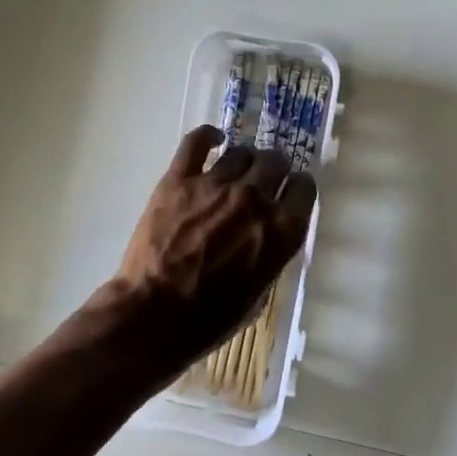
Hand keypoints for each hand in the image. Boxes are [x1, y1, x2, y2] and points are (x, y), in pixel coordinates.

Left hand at [113, 125, 316, 366]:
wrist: (152, 314)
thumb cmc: (208, 320)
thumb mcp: (257, 294)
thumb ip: (269, 255)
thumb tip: (266, 235)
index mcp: (281, 231)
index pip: (304, 188)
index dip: (297, 188)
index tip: (290, 191)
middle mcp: (255, 199)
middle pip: (275, 162)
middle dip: (274, 168)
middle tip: (264, 178)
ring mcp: (216, 184)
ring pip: (241, 151)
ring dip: (243, 159)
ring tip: (236, 168)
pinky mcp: (179, 178)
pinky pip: (197, 141)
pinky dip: (208, 135)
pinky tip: (213, 139)